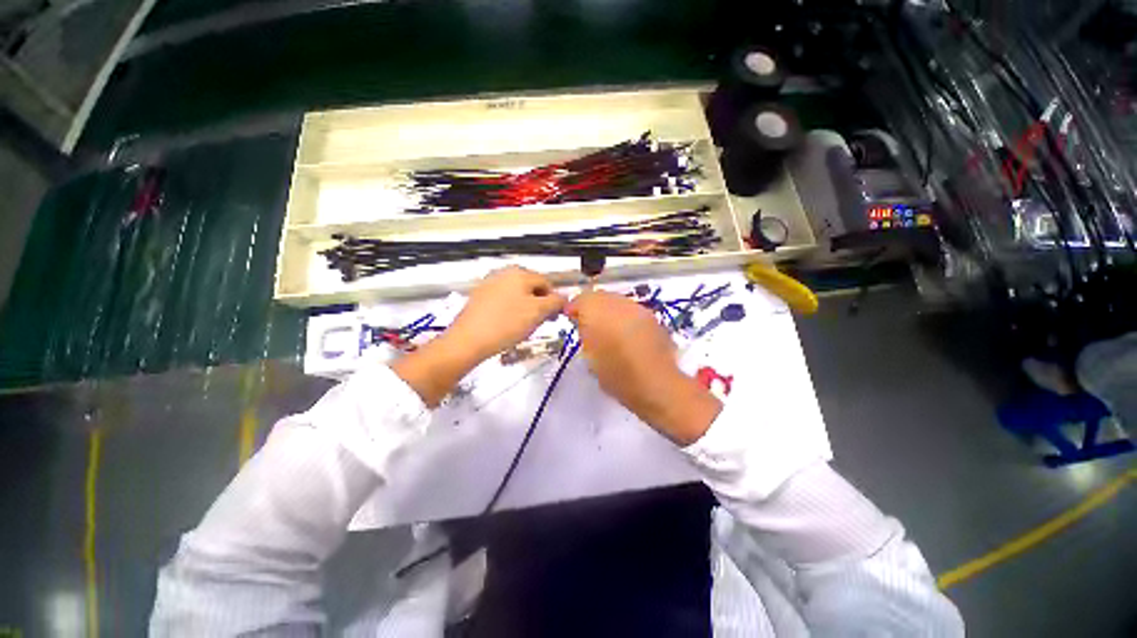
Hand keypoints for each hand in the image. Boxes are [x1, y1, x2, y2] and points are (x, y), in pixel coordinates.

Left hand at [447, 266, 567, 361]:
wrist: (468, 340)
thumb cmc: (507, 324)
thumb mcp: (538, 313)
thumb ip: (555, 302)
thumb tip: (564, 298)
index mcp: (519, 273)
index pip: (546, 283)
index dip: (554, 300)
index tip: (554, 317)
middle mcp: (503, 273)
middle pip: (530, 287)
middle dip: (539, 303)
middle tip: (540, 322)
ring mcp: (489, 284)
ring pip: (516, 294)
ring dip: (525, 307)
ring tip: (523, 325)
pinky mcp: (478, 297)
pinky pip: (502, 300)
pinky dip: (510, 310)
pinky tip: (507, 324)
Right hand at [566, 291, 720, 444]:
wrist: (657, 384)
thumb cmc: (617, 376)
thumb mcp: (590, 357)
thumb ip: (584, 333)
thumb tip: (582, 322)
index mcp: (599, 314)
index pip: (581, 299)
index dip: (574, 307)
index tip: (571, 318)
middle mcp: (619, 304)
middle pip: (599, 295)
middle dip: (591, 306)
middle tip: (587, 322)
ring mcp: (637, 308)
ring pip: (616, 300)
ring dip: (608, 309)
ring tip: (607, 327)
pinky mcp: (651, 316)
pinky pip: (630, 309)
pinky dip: (623, 315)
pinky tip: (625, 331)